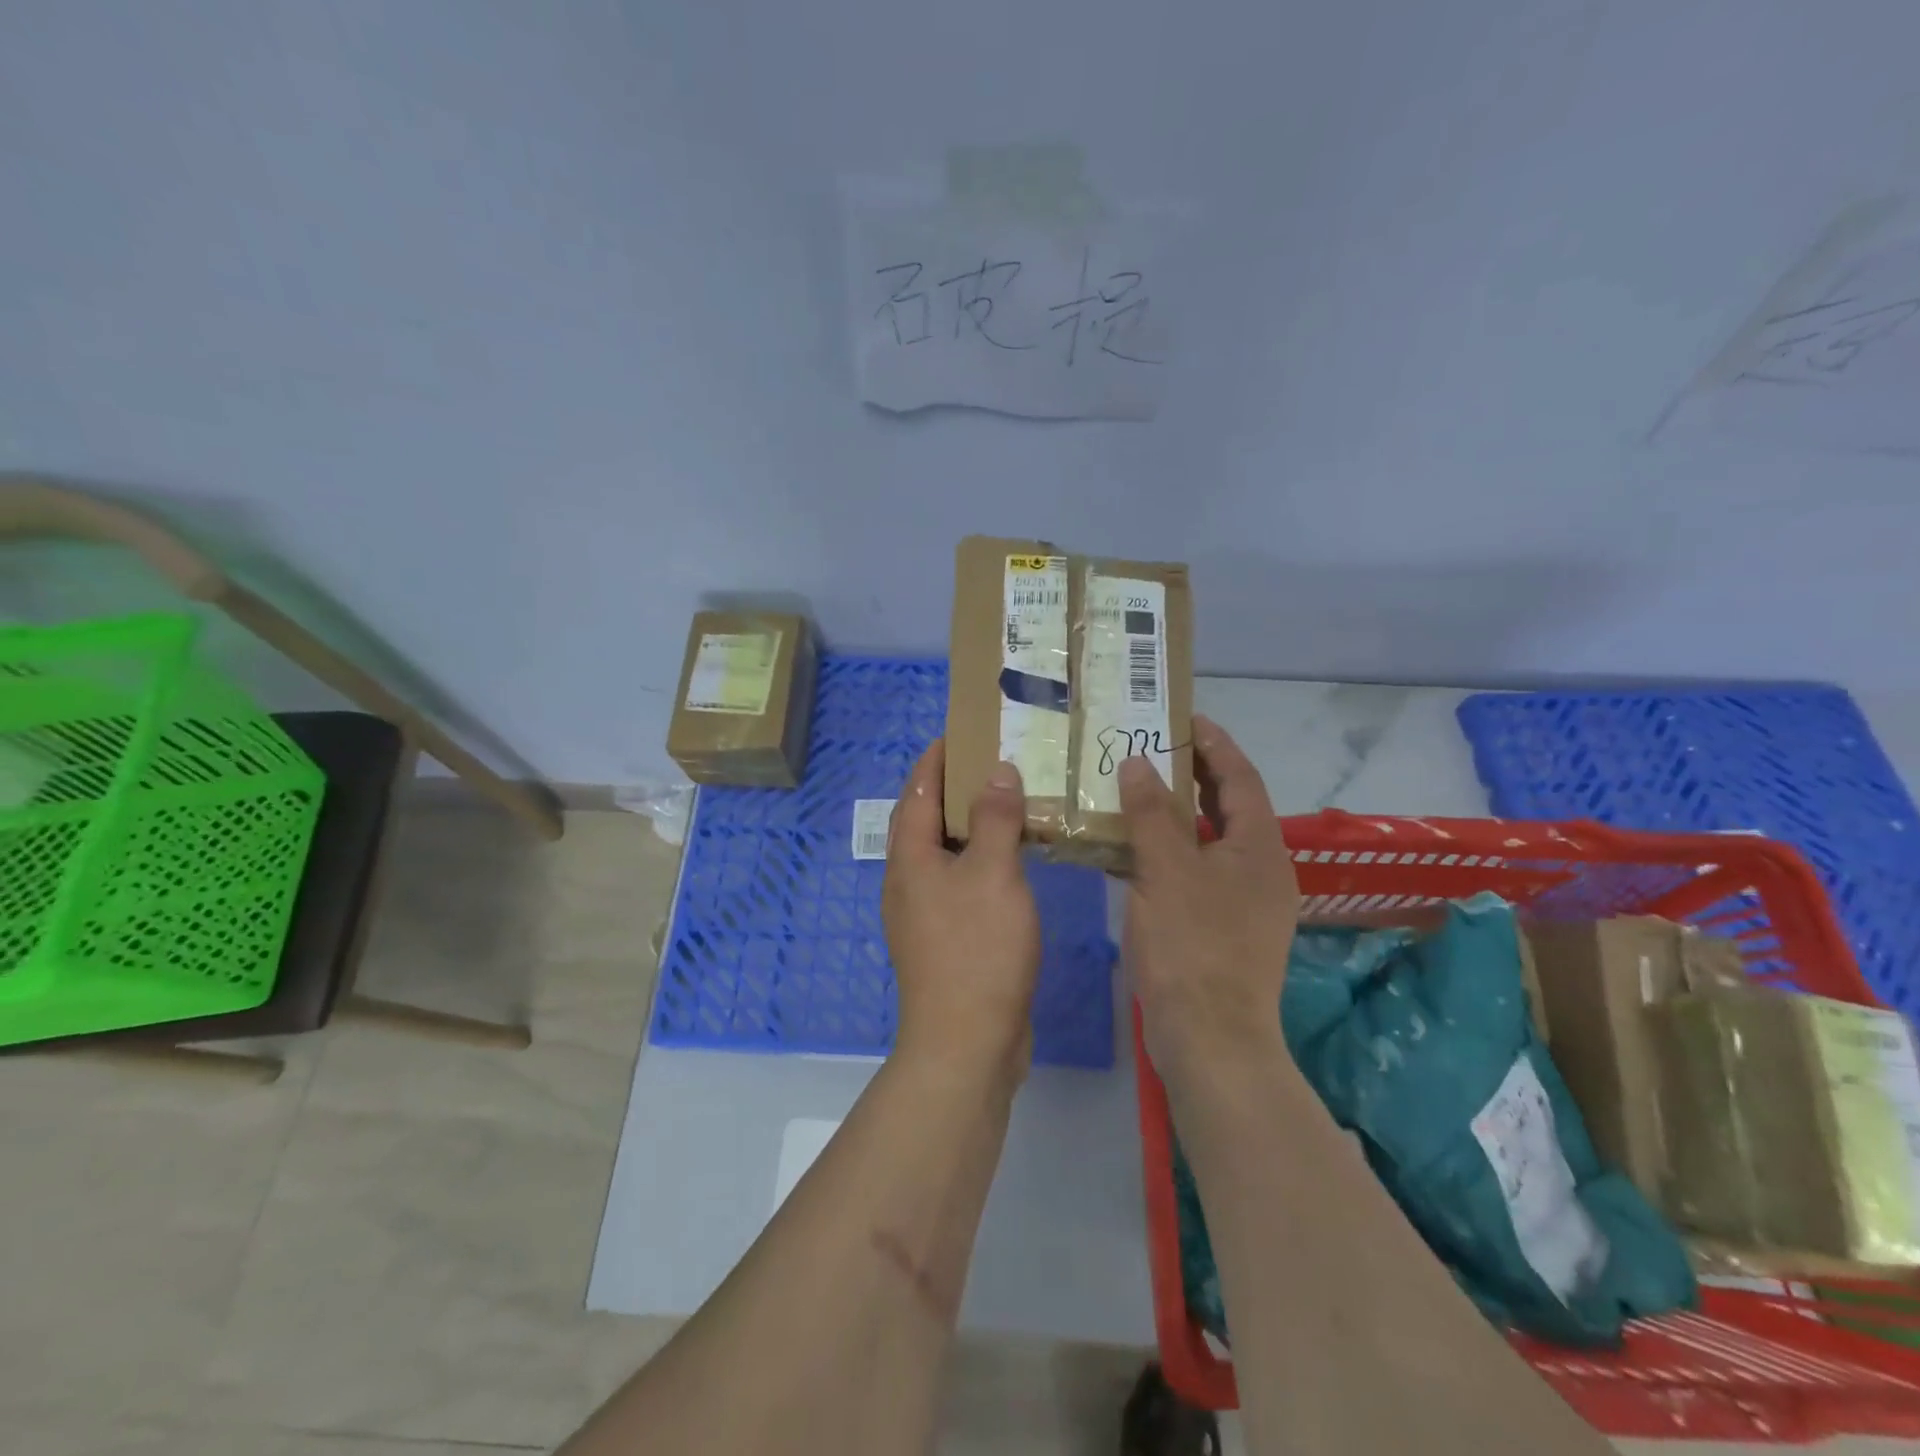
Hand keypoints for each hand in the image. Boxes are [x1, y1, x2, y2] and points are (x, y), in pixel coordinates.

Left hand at [883, 740, 1042, 1078]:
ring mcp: (923, 913)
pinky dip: (979, 860)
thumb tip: (996, 771)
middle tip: (992, 763)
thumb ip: (995, 818)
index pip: (916, 791)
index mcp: (909, 858)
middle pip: (923, 820)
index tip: (959, 732)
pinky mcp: (944, 938)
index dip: (935, 759)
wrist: (966, 1042)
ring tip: (1006, 803)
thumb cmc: (977, 949)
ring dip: (968, 825)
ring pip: (943, 853)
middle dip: (951, 788)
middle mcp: (907, 881)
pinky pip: (958, 882)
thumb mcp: (993, 873)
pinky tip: (1010, 862)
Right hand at [1120, 714, 1300, 1086]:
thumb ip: (1152, 812)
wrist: (1209, 1039)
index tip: (1183, 718)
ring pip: (1209, 841)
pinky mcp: (1222, 929)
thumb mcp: (1166, 870)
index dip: (1214, 744)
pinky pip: (1196, 871)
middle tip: (1152, 749)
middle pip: (1229, 807)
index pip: (1240, 777)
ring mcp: (1243, 903)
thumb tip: (1138, 762)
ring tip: (1137, 790)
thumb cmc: (1192, 945)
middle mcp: (1260, 869)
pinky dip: (1170, 852)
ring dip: (1178, 814)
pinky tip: (1133, 850)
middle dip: (1195, 775)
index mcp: (1259, 848)